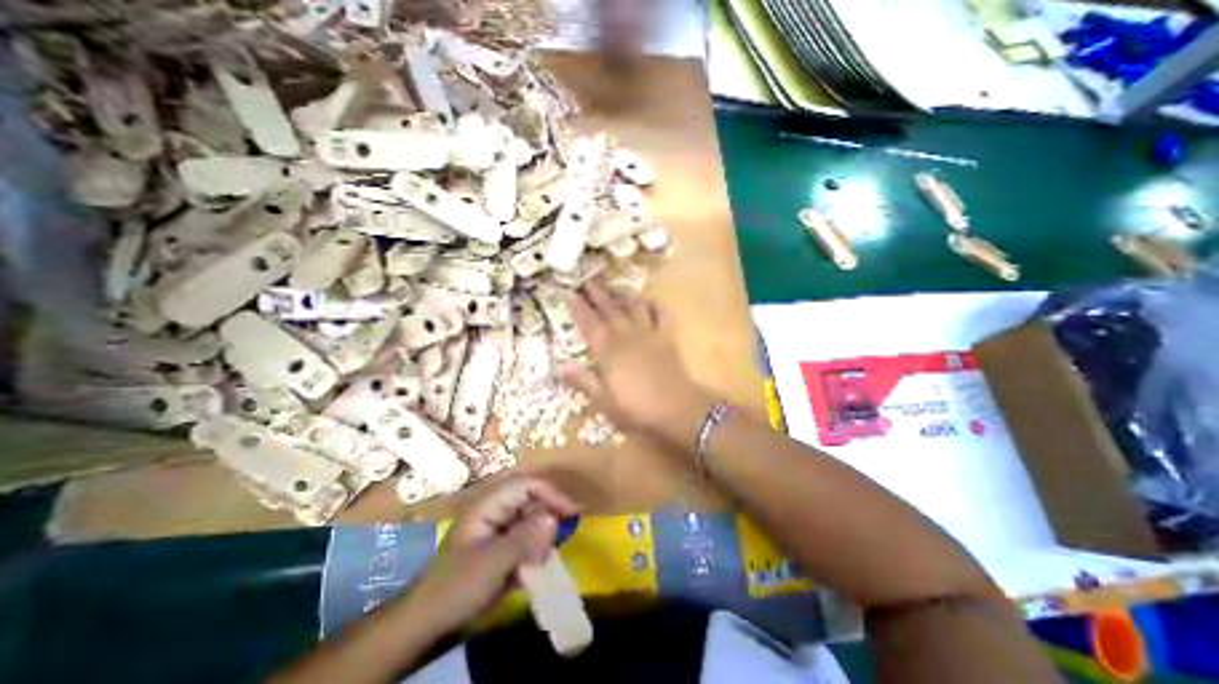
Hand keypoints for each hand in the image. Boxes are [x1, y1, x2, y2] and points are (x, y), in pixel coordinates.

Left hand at [407, 481, 576, 630]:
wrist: (426, 623)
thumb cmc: (457, 586)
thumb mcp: (492, 562)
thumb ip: (524, 538)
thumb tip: (553, 518)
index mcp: (489, 505)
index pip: (526, 486)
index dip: (550, 493)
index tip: (570, 512)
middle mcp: (496, 511)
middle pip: (531, 502)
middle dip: (547, 518)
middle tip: (554, 543)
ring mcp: (498, 530)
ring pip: (531, 521)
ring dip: (540, 539)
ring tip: (539, 561)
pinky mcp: (501, 548)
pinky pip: (527, 540)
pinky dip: (534, 552)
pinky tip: (531, 570)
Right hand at [568, 284, 717, 442]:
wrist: (678, 410)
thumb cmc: (637, 410)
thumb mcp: (604, 402)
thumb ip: (583, 382)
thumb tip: (561, 366)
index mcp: (608, 351)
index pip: (589, 324)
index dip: (579, 309)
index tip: (570, 295)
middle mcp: (627, 336)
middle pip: (610, 310)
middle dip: (598, 295)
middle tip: (588, 282)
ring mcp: (649, 334)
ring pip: (634, 307)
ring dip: (624, 297)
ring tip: (616, 291)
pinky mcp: (667, 337)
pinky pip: (661, 314)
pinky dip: (654, 305)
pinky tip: (649, 303)